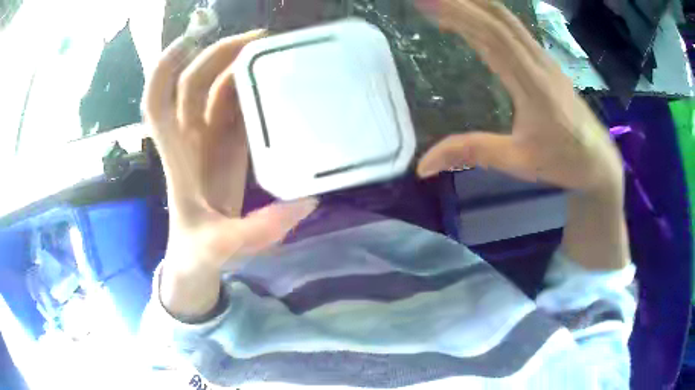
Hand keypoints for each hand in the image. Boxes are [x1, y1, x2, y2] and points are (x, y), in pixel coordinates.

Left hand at [143, 30, 316, 317]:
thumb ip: (254, 232)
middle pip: (193, 85)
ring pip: (217, 91)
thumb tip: (304, 202)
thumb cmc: (197, 254)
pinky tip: (275, 82)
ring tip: (274, 52)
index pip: (158, 104)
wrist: (198, 261)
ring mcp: (209, 142)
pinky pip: (236, 110)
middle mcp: (189, 141)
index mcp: (178, 159)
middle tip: (260, 40)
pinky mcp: (227, 148)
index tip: (189, 41)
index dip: (165, 70)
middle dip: (218, 55)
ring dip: (238, 67)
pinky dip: (252, 91)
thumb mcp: (219, 248)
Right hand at [415, 0, 622, 194]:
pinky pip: (513, 29)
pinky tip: (472, 17)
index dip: (458, 13)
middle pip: (498, 17)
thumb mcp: (518, 161)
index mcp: (532, 83)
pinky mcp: (545, 60)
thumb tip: (424, 164)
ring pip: (506, 19)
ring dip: (474, 4)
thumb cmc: (563, 160)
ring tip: (443, 1)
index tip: (425, 1)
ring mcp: (543, 58)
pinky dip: (487, 16)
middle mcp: (538, 61)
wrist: (598, 159)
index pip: (492, 36)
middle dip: (460, 1)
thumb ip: (472, 152)